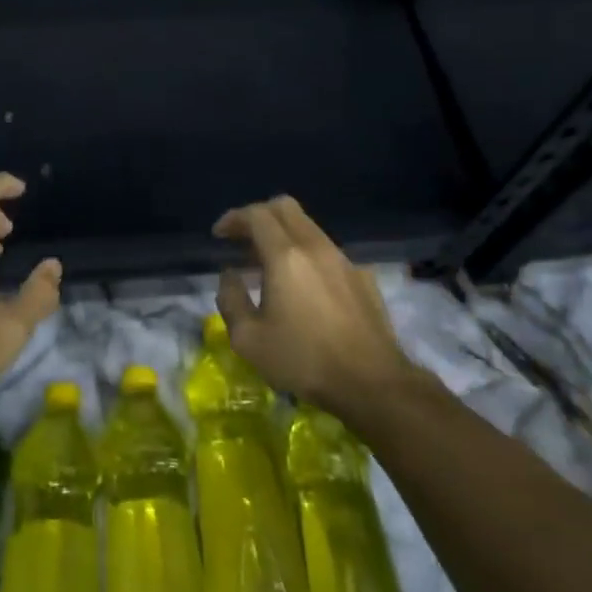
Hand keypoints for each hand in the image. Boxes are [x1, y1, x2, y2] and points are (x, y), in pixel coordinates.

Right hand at [213, 195, 424, 417]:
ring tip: (268, 265)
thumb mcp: (249, 339)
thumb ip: (230, 300)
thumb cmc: (304, 360)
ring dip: (284, 235)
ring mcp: (344, 260)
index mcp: (285, 256)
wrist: (373, 384)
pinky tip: (304, 287)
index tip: (219, 235)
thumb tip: (229, 275)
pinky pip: (328, 252)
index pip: (256, 215)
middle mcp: (316, 247)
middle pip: (286, 207)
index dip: (233, 218)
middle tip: (242, 240)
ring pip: (309, 228)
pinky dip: (307, 255)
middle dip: (259, 215)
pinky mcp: (363, 278)